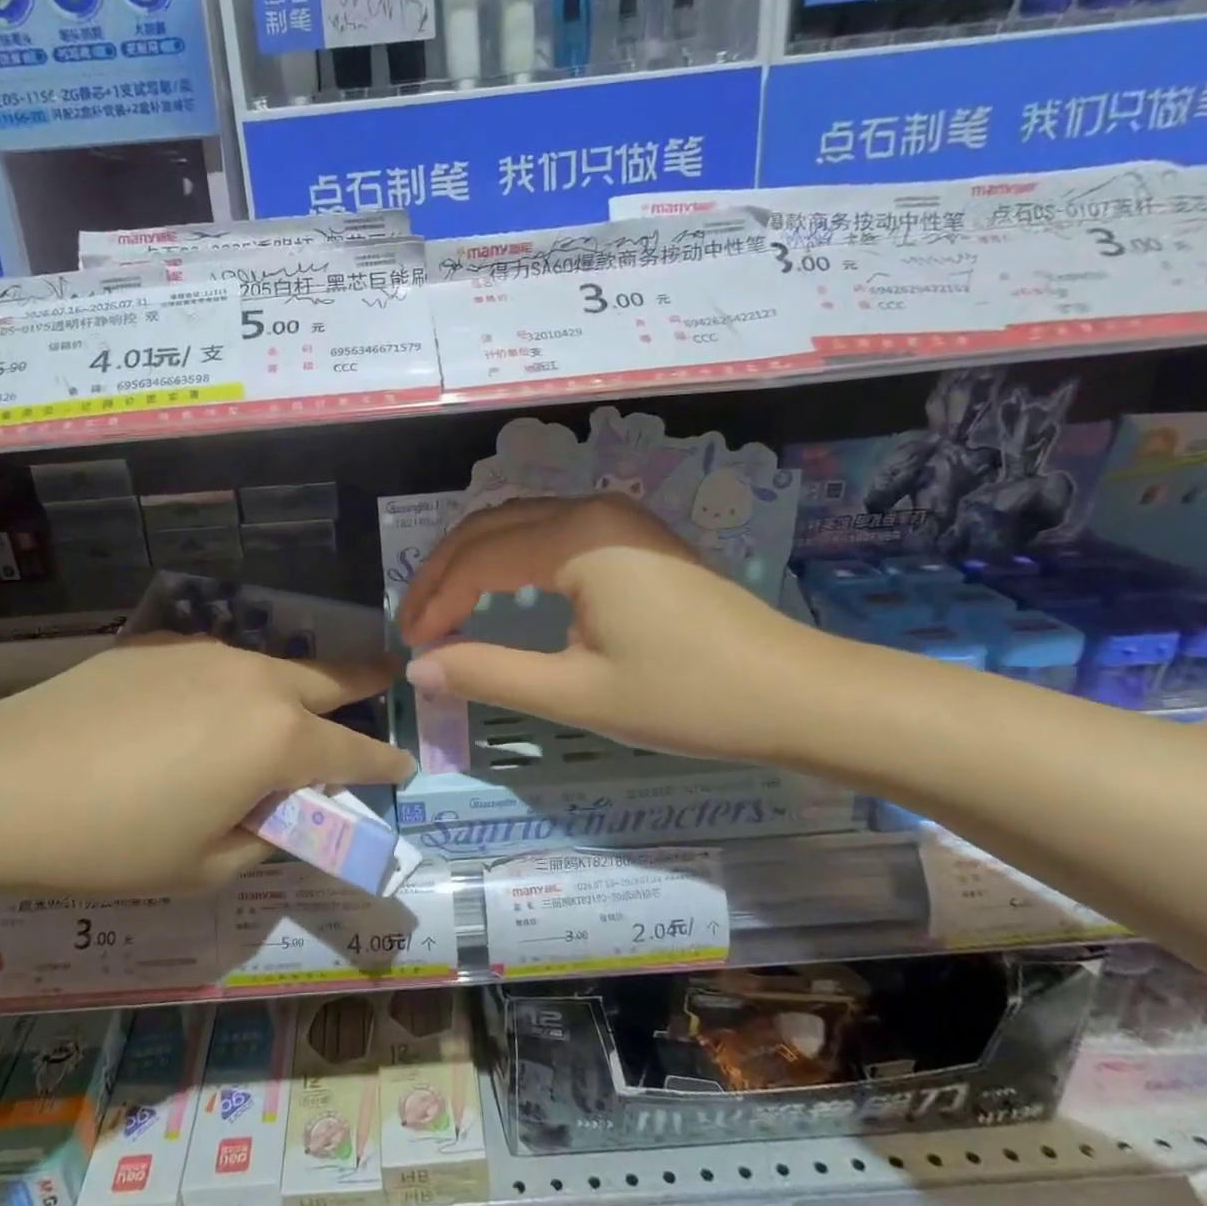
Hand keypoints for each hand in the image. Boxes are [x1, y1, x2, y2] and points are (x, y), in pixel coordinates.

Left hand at [0, 635, 413, 894]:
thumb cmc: (111, 842)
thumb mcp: (203, 865)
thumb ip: (263, 835)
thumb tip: (281, 810)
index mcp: (278, 739)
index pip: (355, 751)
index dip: (385, 762)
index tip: (405, 763)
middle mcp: (257, 681)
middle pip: (331, 678)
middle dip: (366, 681)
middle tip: (387, 678)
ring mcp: (208, 652)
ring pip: (275, 665)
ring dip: (296, 685)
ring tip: (286, 707)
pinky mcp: (161, 642)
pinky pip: (220, 662)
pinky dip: (234, 683)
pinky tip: (202, 708)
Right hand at [397, 496, 826, 763]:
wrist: (796, 694)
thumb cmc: (686, 697)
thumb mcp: (576, 692)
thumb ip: (488, 674)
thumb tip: (418, 670)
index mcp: (577, 537)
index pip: (477, 559)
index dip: (434, 602)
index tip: (410, 647)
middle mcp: (592, 509)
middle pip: (490, 527)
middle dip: (443, 574)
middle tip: (416, 626)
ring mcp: (618, 517)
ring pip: (518, 524)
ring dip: (474, 563)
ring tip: (445, 610)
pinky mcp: (634, 536)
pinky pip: (550, 534)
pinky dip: (510, 560)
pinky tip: (501, 593)